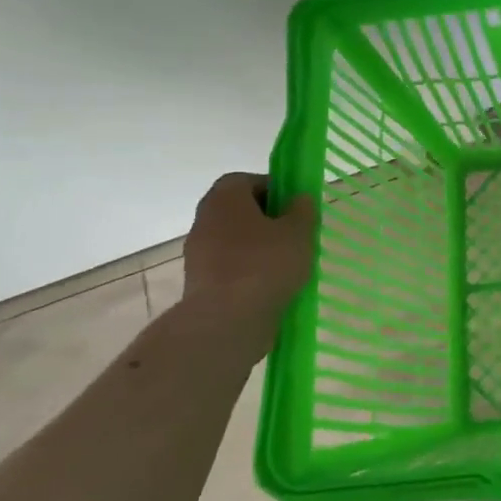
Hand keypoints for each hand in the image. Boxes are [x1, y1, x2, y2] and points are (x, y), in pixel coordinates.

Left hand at [180, 174, 316, 345]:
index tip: (294, 207)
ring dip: (258, 246)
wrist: (226, 320)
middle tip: (294, 234)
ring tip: (287, 264)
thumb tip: (299, 199)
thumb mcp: (299, 232)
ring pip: (234, 239)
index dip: (273, 189)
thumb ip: (302, 210)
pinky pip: (229, 265)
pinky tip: (270, 285)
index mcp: (225, 198)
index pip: (246, 180)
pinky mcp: (200, 281)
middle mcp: (205, 219)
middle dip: (267, 219)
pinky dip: (248, 270)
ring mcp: (198, 252)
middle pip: (239, 210)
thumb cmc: (265, 264)